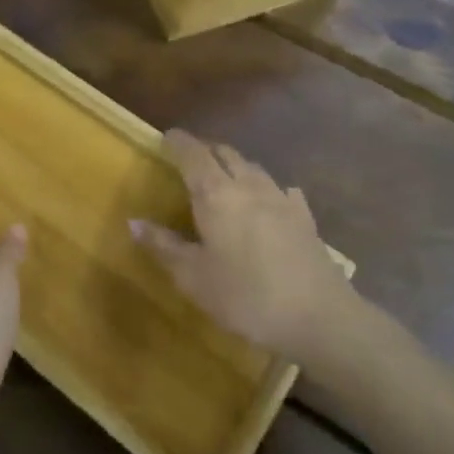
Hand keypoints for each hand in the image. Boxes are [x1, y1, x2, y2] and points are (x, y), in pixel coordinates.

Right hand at [130, 130, 353, 359]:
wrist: (319, 317)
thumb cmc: (246, 296)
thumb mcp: (194, 277)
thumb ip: (163, 246)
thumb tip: (134, 221)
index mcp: (215, 194)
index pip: (192, 154)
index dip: (178, 141)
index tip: (167, 136)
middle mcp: (248, 186)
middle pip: (225, 153)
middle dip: (206, 149)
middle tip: (191, 156)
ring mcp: (281, 199)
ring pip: (253, 168)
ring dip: (235, 165)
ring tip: (225, 176)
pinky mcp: (305, 218)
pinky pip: (282, 191)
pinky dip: (268, 189)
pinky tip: (270, 202)